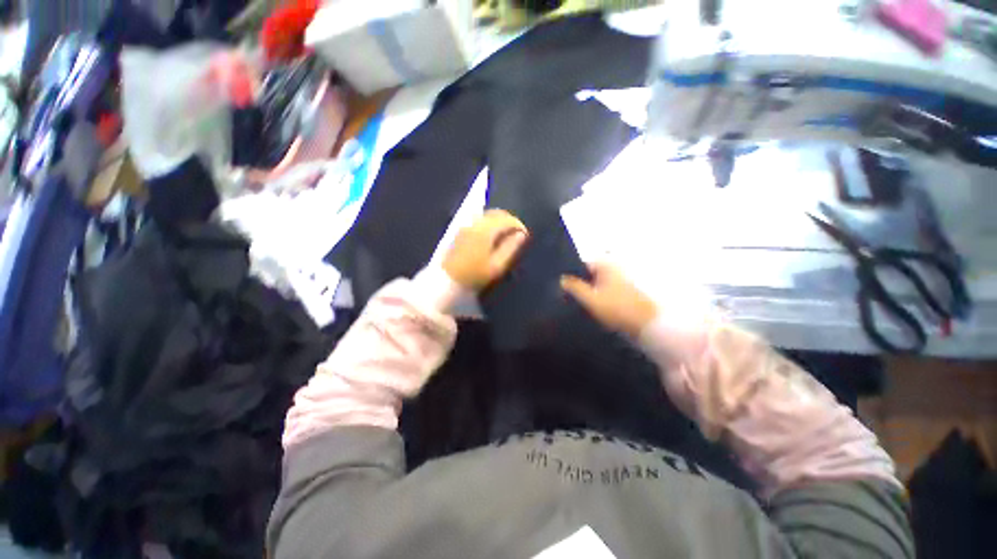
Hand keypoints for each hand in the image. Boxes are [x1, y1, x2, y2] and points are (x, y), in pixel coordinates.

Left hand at [443, 210, 528, 290]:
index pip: (506, 219)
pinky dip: (489, 224)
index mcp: (485, 230)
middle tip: (517, 234)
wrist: (447, 281)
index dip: (518, 225)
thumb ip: (510, 248)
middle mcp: (475, 223)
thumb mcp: (496, 265)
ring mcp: (466, 226)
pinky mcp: (460, 231)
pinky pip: (479, 220)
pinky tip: (492, 237)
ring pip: (487, 216)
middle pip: (496, 213)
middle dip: (509, 221)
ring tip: (506, 236)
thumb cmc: (474, 276)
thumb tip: (522, 235)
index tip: (525, 235)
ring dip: (499, 221)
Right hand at [561, 262, 657, 336]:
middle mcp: (614, 271)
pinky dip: (597, 299)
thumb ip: (575, 287)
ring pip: (596, 285)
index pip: (583, 264)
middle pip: (590, 275)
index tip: (561, 284)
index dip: (571, 273)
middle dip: (578, 284)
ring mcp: (620, 283)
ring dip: (587, 293)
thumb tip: (562, 279)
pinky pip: (604, 294)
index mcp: (606, 266)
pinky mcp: (624, 295)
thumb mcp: (591, 298)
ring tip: (576, 304)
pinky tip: (591, 310)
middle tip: (566, 295)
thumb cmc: (617, 308)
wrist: (646, 326)